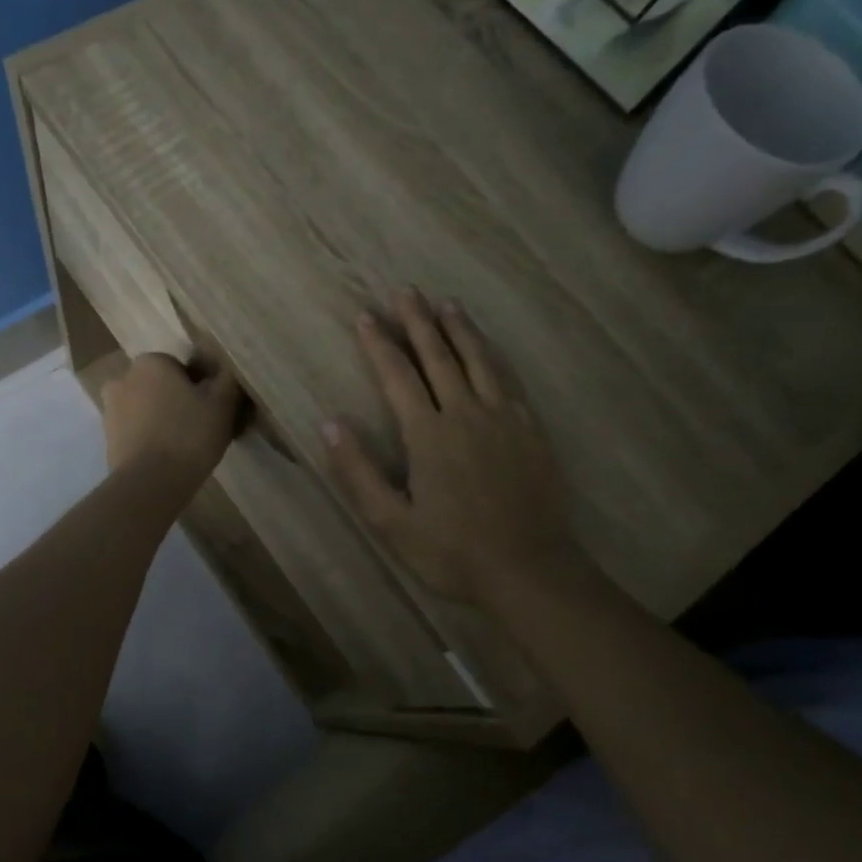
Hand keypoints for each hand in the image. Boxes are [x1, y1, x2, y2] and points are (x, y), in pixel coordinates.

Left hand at [102, 353, 240, 495]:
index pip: (181, 367)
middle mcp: (123, 379)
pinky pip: (136, 432)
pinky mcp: (108, 439)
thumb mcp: (222, 403)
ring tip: (186, 447)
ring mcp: (110, 410)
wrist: (150, 483)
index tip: (213, 409)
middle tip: (202, 427)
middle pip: (161, 387)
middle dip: (178, 401)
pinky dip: (151, 439)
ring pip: (147, 409)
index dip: (200, 387)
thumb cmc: (188, 435)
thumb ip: (227, 380)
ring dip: (163, 420)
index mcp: (150, 362)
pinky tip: (168, 458)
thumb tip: (225, 371)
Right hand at [323, 291, 600, 606]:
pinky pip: (509, 381)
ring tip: (446, 304)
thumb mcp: (391, 522)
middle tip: (406, 291)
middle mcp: (466, 414)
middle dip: (418, 322)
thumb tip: (330, 424)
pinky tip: (489, 351)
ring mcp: (504, 419)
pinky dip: (494, 358)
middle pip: (439, 356)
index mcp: (429, 434)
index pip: (398, 376)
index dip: (379, 344)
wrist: (529, 570)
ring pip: (479, 361)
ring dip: (459, 330)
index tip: (365, 315)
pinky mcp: (531, 431)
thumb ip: (358, 472)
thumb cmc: (452, 551)